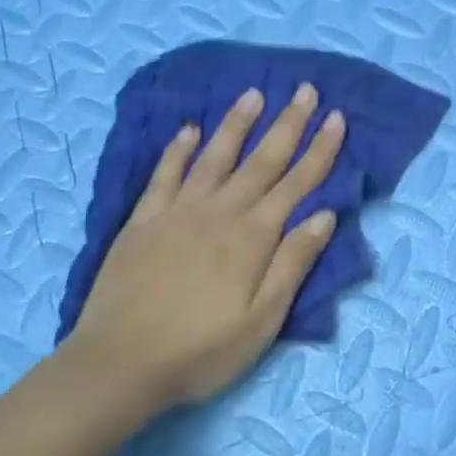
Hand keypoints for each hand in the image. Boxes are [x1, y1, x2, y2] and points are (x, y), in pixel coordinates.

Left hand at [58, 82, 346, 422]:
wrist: (118, 365)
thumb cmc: (201, 351)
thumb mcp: (262, 320)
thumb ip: (292, 264)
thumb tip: (323, 216)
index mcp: (252, 239)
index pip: (296, 184)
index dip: (319, 151)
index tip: (337, 118)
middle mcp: (217, 214)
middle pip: (260, 161)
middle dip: (287, 125)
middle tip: (305, 90)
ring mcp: (176, 214)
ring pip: (214, 158)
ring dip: (236, 125)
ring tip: (254, 94)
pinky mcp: (141, 223)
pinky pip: (164, 176)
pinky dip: (178, 151)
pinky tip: (188, 131)